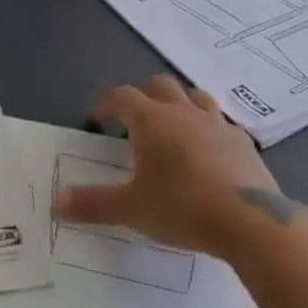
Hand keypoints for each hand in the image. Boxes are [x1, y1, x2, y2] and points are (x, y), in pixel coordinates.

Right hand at [56, 76, 304, 255]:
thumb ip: (92, 203)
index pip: (121, 96)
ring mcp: (218, 124)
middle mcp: (183, 113)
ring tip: (173, 129)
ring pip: (195, 97)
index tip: (97, 120)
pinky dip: (209, 131)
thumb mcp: (130, 209)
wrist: (250, 222)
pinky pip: (222, 125)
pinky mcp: (245, 144)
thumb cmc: (181, 207)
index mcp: (151, 120)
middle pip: (160, 85)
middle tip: (134, 122)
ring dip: (180, 105)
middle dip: (144, 96)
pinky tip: (208, 154)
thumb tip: (56, 203)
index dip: (106, 104)